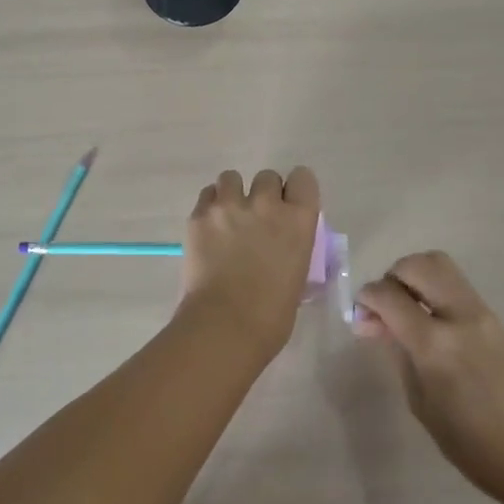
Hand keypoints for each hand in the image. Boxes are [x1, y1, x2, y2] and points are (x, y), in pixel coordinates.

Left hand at [178, 167, 321, 365]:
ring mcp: (230, 206)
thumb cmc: (271, 316)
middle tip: (256, 219)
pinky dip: (210, 207)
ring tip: (228, 218)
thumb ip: (292, 249)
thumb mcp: (297, 276)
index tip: (289, 205)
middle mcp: (266, 203)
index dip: (295, 190)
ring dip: (233, 194)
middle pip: (267, 177)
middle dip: (263, 194)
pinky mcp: (199, 215)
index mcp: (298, 220)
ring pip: (231, 178)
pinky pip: (207, 195)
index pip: (303, 178)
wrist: (225, 326)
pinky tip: (209, 228)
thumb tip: (282, 248)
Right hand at [355, 252, 503, 503]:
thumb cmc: (471, 444)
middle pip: (418, 265)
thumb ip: (398, 353)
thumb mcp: (420, 402)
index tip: (360, 315)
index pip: (389, 295)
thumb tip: (377, 323)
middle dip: (392, 277)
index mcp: (435, 344)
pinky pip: (455, 284)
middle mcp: (458, 316)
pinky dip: (433, 288)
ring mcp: (481, 312)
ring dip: (414, 276)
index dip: (367, 298)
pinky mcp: (493, 317)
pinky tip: (427, 318)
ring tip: (405, 308)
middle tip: (384, 307)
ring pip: (439, 265)